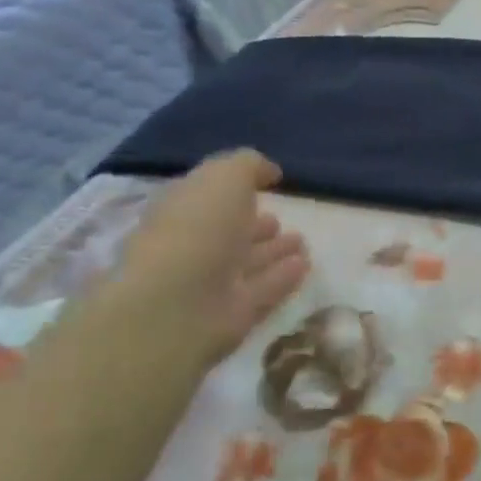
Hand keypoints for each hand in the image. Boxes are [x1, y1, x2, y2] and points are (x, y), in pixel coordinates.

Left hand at [100, 151, 309, 372]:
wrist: (176, 305)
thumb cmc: (196, 227)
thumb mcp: (225, 177)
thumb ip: (248, 166)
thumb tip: (269, 171)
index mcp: (181, 209)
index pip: (208, 195)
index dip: (233, 187)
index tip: (267, 182)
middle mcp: (193, 245)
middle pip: (228, 232)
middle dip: (254, 224)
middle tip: (280, 219)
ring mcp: (212, 282)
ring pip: (248, 262)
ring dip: (274, 251)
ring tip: (301, 241)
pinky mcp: (233, 314)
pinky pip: (264, 289)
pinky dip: (283, 277)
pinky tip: (304, 265)